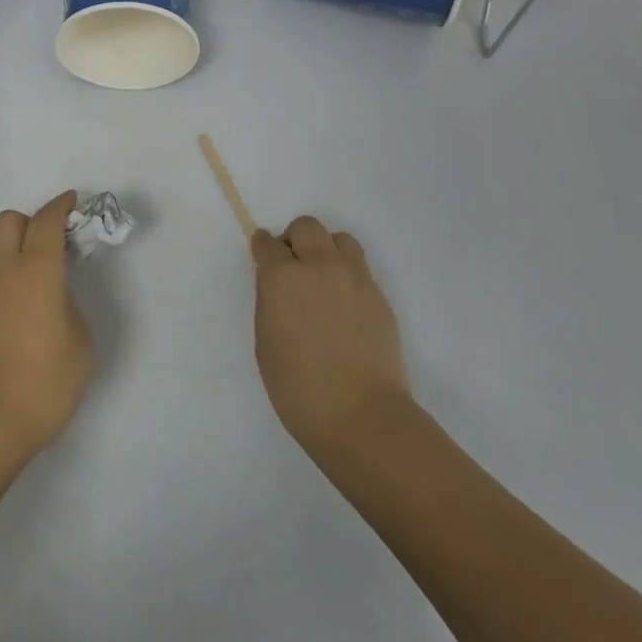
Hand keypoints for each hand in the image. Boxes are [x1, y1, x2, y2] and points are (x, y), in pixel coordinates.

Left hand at [0, 191, 94, 459]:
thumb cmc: (45, 380)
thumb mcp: (81, 342)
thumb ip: (70, 307)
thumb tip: (56, 299)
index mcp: (36, 271)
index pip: (46, 222)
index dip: (61, 206)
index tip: (75, 201)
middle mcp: (6, 273)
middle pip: (9, 222)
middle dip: (34, 219)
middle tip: (60, 240)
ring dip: (23, 246)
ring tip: (52, 272)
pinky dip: (15, 271)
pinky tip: (35, 300)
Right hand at [252, 217, 413, 456]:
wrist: (359, 414)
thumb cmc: (297, 385)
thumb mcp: (265, 339)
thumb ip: (271, 301)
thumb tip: (279, 285)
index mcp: (282, 277)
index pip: (268, 244)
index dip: (263, 248)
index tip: (262, 256)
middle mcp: (319, 266)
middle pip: (307, 227)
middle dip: (295, 240)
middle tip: (292, 268)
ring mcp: (354, 278)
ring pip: (340, 240)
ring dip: (326, 250)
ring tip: (322, 280)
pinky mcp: (379, 295)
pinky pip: (360, 268)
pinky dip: (347, 274)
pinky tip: (343, 305)